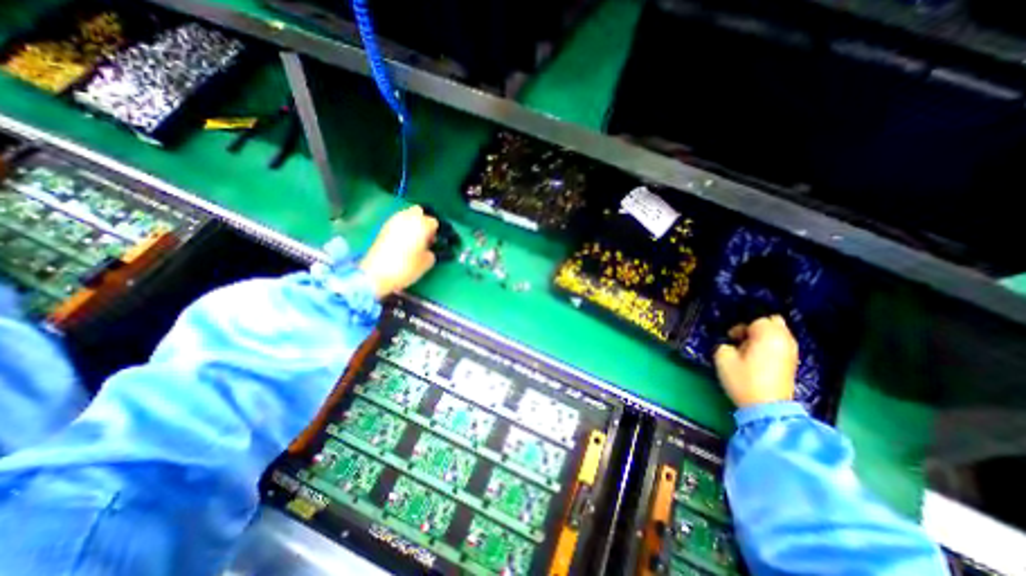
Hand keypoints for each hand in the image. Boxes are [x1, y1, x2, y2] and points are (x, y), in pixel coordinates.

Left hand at [358, 205, 438, 296]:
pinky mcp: (383, 228)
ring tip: (413, 238)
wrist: (377, 273)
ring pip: (406, 214)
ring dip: (412, 223)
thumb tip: (428, 249)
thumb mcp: (426, 263)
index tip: (433, 242)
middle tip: (424, 236)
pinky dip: (402, 227)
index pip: (433, 222)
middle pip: (418, 211)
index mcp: (421, 226)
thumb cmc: (406, 268)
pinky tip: (402, 240)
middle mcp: (407, 219)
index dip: (435, 232)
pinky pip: (397, 221)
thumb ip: (431, 252)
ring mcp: (393, 222)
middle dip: (423, 221)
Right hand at [715, 318, 801, 407]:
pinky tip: (758, 357)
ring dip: (763, 336)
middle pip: (773, 322)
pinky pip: (781, 344)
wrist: (767, 408)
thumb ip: (725, 344)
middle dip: (756, 326)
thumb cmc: (744, 380)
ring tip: (749, 349)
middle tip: (742, 339)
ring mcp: (792, 351)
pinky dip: (770, 346)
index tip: (731, 339)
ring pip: (778, 333)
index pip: (756, 319)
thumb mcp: (723, 358)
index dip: (740, 327)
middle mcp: (785, 339)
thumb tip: (732, 344)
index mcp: (768, 335)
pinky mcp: (792, 363)